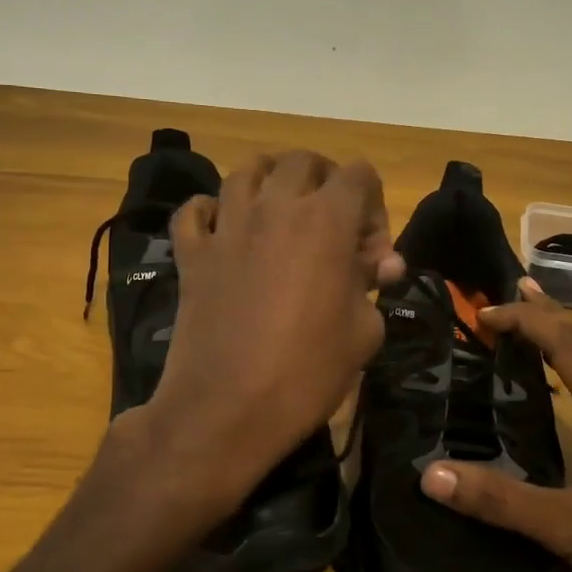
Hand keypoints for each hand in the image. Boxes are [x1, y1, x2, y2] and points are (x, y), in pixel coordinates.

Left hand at [125, 151, 402, 532]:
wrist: (227, 410)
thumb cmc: (308, 372)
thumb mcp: (364, 332)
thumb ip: (373, 284)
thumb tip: (380, 264)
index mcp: (325, 221)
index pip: (358, 174)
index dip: (374, 205)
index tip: (370, 252)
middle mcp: (275, 208)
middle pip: (302, 161)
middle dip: (326, 182)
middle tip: (332, 225)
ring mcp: (226, 227)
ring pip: (247, 171)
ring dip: (271, 182)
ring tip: (282, 214)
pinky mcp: (192, 253)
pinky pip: (196, 210)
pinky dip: (212, 211)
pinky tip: (225, 231)